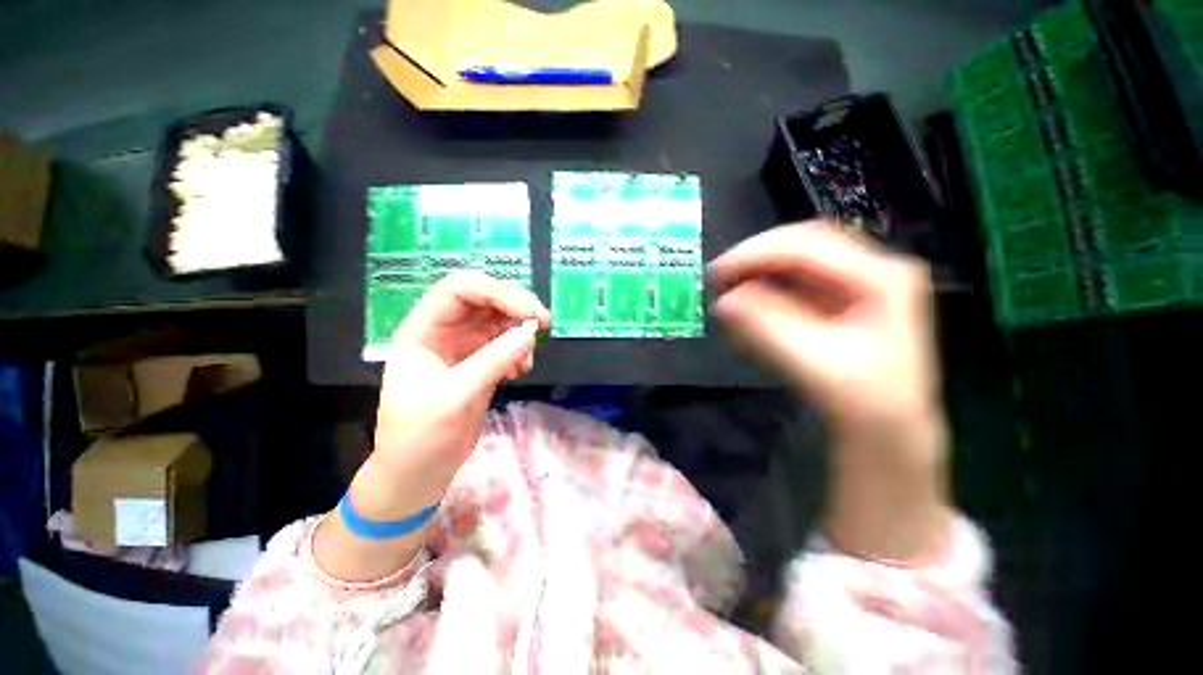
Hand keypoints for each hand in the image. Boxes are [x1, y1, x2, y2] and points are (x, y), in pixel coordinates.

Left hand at [315, 271, 548, 581]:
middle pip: (484, 298)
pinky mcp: (480, 362)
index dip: (496, 292)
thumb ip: (493, 360)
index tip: (529, 313)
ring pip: (499, 318)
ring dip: (521, 329)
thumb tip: (531, 332)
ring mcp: (464, 346)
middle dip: (516, 305)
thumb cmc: (421, 436)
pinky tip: (521, 370)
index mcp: (423, 330)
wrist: (419, 474)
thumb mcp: (455, 397)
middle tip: (543, 323)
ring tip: (529, 357)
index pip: (460, 289)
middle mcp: (444, 330)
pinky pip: (507, 342)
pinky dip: (520, 349)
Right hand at [710, 222, 938, 444]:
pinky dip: (766, 291)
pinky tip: (748, 306)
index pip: (808, 245)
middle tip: (720, 279)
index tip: (717, 272)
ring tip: (729, 293)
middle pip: (802, 244)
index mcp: (881, 277)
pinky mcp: (839, 298)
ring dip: (758, 274)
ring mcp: (856, 282)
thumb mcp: (814, 364)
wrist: (887, 430)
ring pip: (796, 261)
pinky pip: (795, 281)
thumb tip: (724, 300)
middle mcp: (871, 268)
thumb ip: (767, 327)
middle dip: (756, 259)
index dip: (756, 253)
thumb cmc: (863, 401)